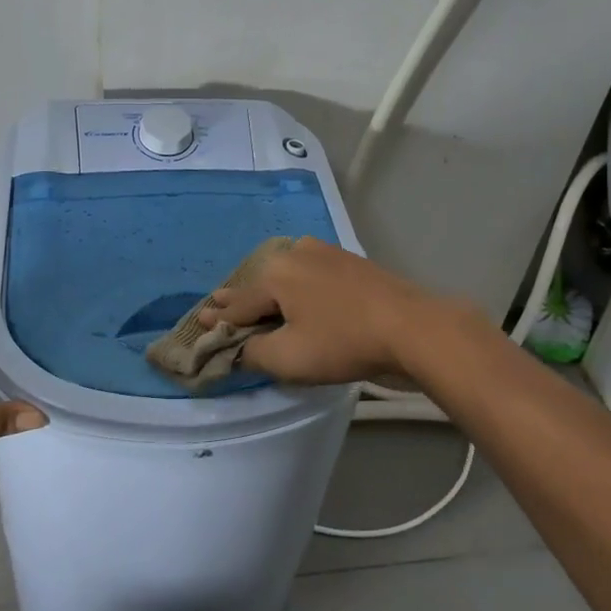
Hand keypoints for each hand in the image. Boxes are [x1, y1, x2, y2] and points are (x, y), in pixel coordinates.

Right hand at [199, 237, 470, 383]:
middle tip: (217, 305)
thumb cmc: (343, 342)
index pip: (238, 302)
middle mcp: (295, 252)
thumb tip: (233, 348)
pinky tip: (296, 295)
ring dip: (270, 293)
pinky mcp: (349, 261)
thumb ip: (251, 352)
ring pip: (286, 276)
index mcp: (275, 272)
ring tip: (255, 303)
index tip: (199, 320)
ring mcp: (325, 252)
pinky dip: (296, 288)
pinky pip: (309, 275)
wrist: (411, 327)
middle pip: (260, 284)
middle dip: (240, 299)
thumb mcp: (288, 357)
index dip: (218, 317)